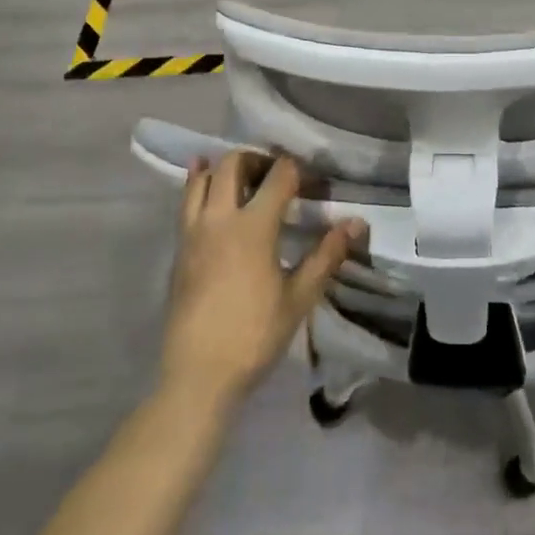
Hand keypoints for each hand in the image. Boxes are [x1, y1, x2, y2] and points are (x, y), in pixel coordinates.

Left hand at [160, 151, 363, 408]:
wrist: (198, 375)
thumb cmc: (255, 335)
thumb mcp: (299, 297)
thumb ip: (327, 255)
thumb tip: (356, 223)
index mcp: (253, 226)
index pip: (279, 175)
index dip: (300, 171)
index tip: (314, 185)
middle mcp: (220, 218)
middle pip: (234, 164)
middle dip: (259, 159)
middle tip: (278, 176)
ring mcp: (193, 231)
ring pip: (202, 178)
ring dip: (224, 168)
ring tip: (244, 179)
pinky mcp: (179, 248)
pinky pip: (186, 202)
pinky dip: (198, 185)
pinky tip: (208, 187)